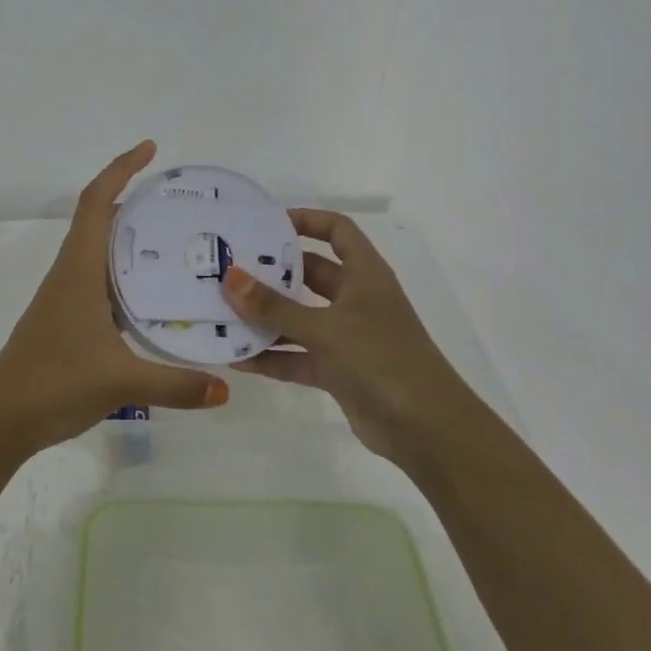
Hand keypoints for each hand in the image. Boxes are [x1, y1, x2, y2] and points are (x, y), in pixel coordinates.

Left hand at [0, 141, 229, 455]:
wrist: (3, 417)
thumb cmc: (54, 382)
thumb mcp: (120, 381)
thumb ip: (176, 383)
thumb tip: (226, 388)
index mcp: (79, 267)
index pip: (97, 202)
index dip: (121, 169)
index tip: (150, 150)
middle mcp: (73, 271)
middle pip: (102, 219)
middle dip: (138, 200)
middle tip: (183, 202)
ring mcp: (69, 295)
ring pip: (103, 250)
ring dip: (134, 237)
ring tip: (180, 239)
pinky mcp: (71, 317)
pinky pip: (104, 279)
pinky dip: (129, 272)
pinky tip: (157, 292)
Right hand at [223, 210, 459, 464]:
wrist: (427, 431)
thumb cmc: (382, 360)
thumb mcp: (325, 329)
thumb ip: (275, 307)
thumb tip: (230, 278)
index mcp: (365, 275)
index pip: (336, 231)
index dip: (306, 220)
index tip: (265, 225)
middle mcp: (356, 299)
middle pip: (310, 273)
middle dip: (272, 272)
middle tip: (229, 268)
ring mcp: (348, 337)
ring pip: (300, 317)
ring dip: (266, 317)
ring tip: (222, 311)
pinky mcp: (339, 371)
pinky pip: (298, 356)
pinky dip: (273, 357)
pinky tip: (237, 358)